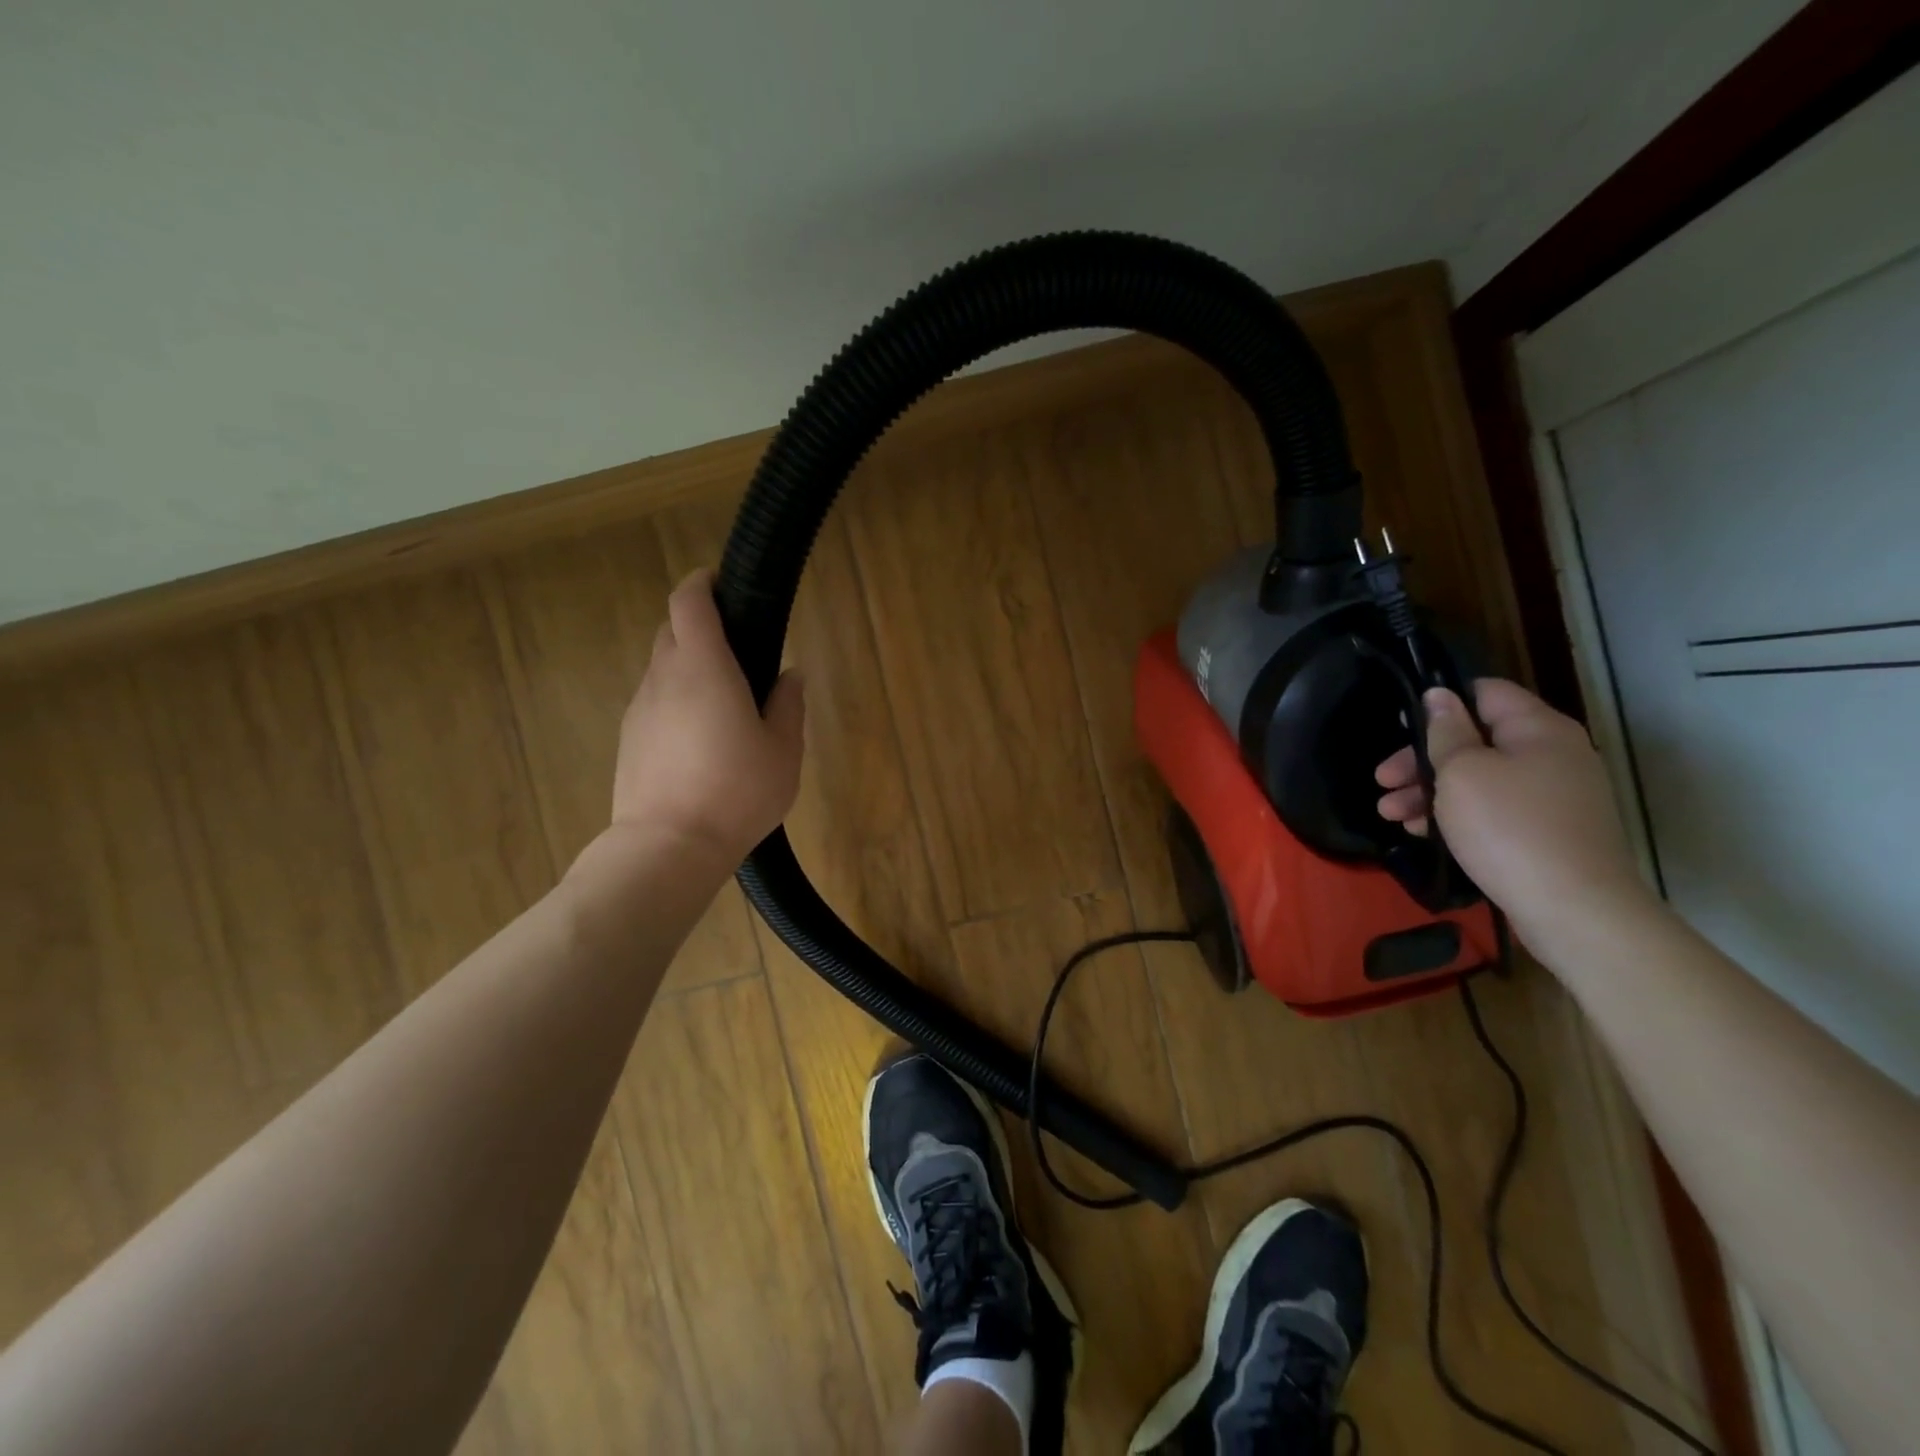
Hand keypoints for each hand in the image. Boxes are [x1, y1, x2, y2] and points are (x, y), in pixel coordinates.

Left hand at [607, 569, 804, 867]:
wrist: (668, 848)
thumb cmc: (737, 792)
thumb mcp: (783, 750)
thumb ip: (788, 705)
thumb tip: (790, 675)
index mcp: (704, 668)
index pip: (689, 601)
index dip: (703, 583)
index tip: (724, 585)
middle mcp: (663, 677)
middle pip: (672, 630)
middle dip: (700, 626)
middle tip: (738, 652)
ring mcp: (639, 709)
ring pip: (662, 668)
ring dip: (689, 667)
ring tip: (723, 703)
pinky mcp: (628, 739)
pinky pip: (654, 702)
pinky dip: (676, 701)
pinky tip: (700, 739)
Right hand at [1375, 678, 1649, 940]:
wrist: (1573, 909)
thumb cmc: (1508, 828)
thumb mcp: (1461, 772)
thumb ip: (1445, 732)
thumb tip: (1439, 696)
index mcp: (1538, 729)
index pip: (1485, 692)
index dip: (1440, 704)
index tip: (1401, 727)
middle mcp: (1552, 755)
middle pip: (1475, 740)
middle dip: (1422, 759)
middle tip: (1383, 781)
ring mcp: (1552, 796)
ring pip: (1478, 779)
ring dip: (1429, 791)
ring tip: (1390, 814)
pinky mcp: (1546, 832)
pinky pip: (1492, 810)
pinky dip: (1455, 815)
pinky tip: (1421, 832)